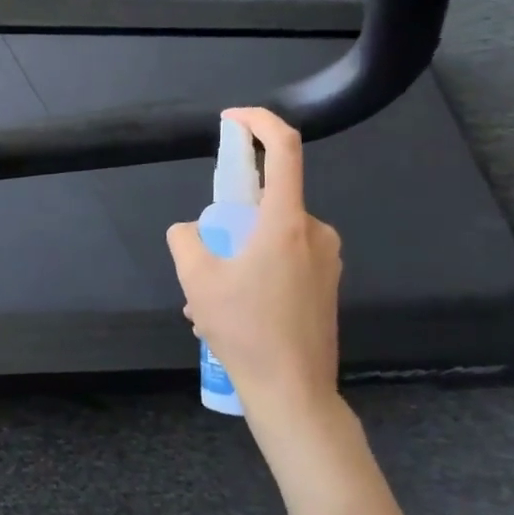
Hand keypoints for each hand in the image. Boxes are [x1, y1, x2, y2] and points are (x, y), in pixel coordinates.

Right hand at [166, 108, 343, 426]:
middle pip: (266, 201)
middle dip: (228, 223)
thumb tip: (190, 231)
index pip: (283, 148)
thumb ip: (185, 240)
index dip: (258, 122)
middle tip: (203, 263)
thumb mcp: (197, 281)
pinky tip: (233, 315)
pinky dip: (254, 274)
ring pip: (271, 237)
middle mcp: (315, 232)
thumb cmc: (247, 331)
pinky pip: (284, 261)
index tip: (232, 119)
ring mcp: (326, 261)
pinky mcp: (328, 285)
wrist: (295, 395)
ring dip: (236, 257)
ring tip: (209, 304)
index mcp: (287, 222)